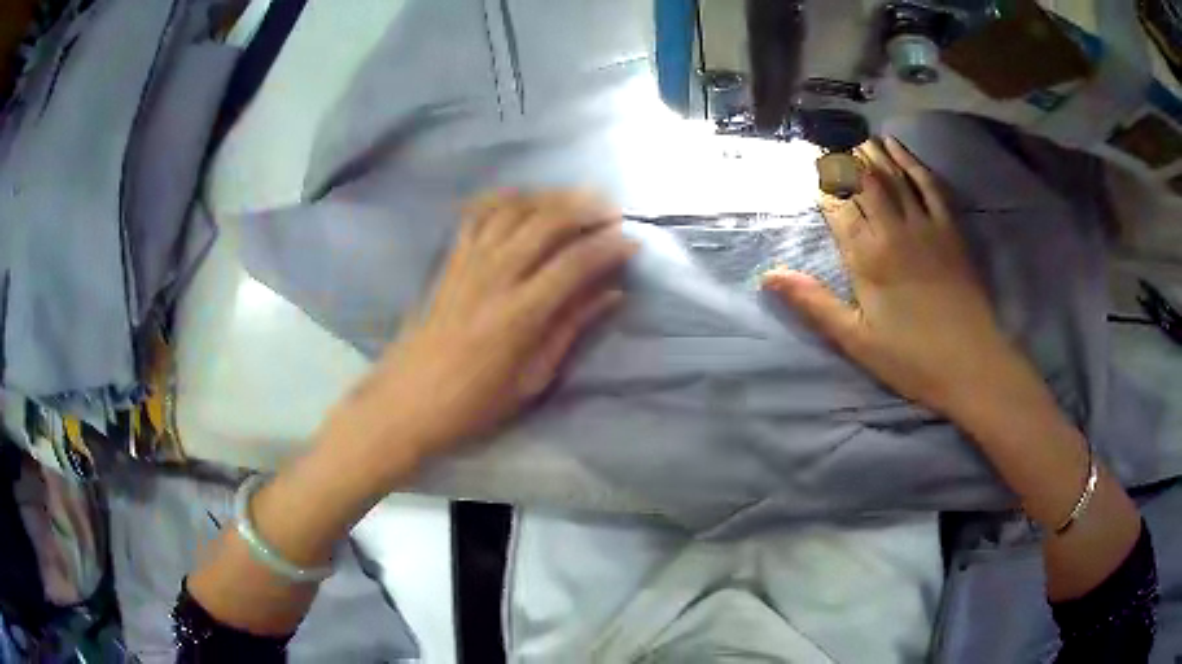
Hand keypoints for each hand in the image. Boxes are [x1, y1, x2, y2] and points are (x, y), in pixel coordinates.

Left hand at [336, 190, 635, 467]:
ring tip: (577, 200)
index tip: (632, 241)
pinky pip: (477, 215)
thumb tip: (611, 293)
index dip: (608, 247)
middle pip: (546, 222)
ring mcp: (467, 264)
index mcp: (519, 315)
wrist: (406, 403)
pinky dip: (504, 199)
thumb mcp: (531, 379)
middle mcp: (494, 277)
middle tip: (612, 211)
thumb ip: (570, 329)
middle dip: (585, 208)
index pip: (574, 263)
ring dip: (550, 197)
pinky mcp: (449, 261)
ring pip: (513, 210)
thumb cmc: (474, 405)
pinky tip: (523, 198)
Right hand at [764, 137, 1028, 415]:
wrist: (971, 364)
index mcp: (866, 258)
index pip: (838, 209)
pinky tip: (901, 149)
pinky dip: (912, 162)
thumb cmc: (911, 359)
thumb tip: (769, 276)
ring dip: (875, 154)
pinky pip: (929, 185)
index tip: (813, 174)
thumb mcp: (856, 340)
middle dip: (846, 162)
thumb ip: (814, 303)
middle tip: (833, 149)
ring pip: (894, 176)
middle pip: (865, 182)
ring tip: (860, 140)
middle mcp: (893, 230)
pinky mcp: (950, 229)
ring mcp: (925, 225)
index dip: (824, 188)